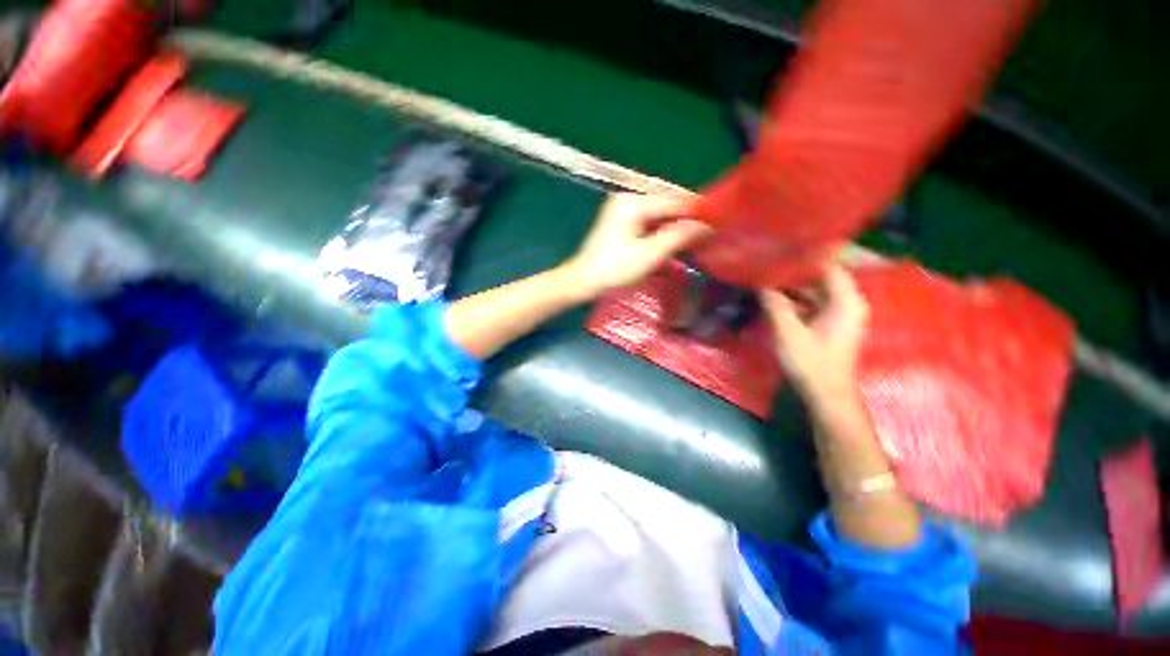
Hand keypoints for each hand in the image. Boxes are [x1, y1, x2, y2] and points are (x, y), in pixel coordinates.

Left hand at [563, 193, 710, 299]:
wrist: (583, 281)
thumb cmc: (614, 269)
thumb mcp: (649, 254)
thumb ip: (678, 236)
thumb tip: (707, 225)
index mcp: (632, 203)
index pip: (673, 201)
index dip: (697, 209)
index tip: (720, 219)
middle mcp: (628, 201)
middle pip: (666, 206)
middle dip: (687, 219)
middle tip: (712, 232)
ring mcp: (624, 212)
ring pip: (660, 216)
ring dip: (677, 227)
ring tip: (699, 238)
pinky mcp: (623, 224)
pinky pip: (650, 224)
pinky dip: (664, 232)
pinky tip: (677, 242)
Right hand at [760, 265, 869, 406]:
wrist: (826, 395)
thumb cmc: (812, 363)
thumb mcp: (788, 333)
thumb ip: (776, 306)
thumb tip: (762, 286)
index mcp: (845, 301)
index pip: (830, 266)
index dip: (807, 256)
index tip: (783, 248)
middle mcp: (847, 303)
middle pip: (822, 277)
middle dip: (795, 271)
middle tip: (769, 263)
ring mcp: (839, 314)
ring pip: (815, 291)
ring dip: (792, 287)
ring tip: (767, 278)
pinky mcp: (830, 324)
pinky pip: (812, 303)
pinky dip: (795, 300)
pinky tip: (774, 298)